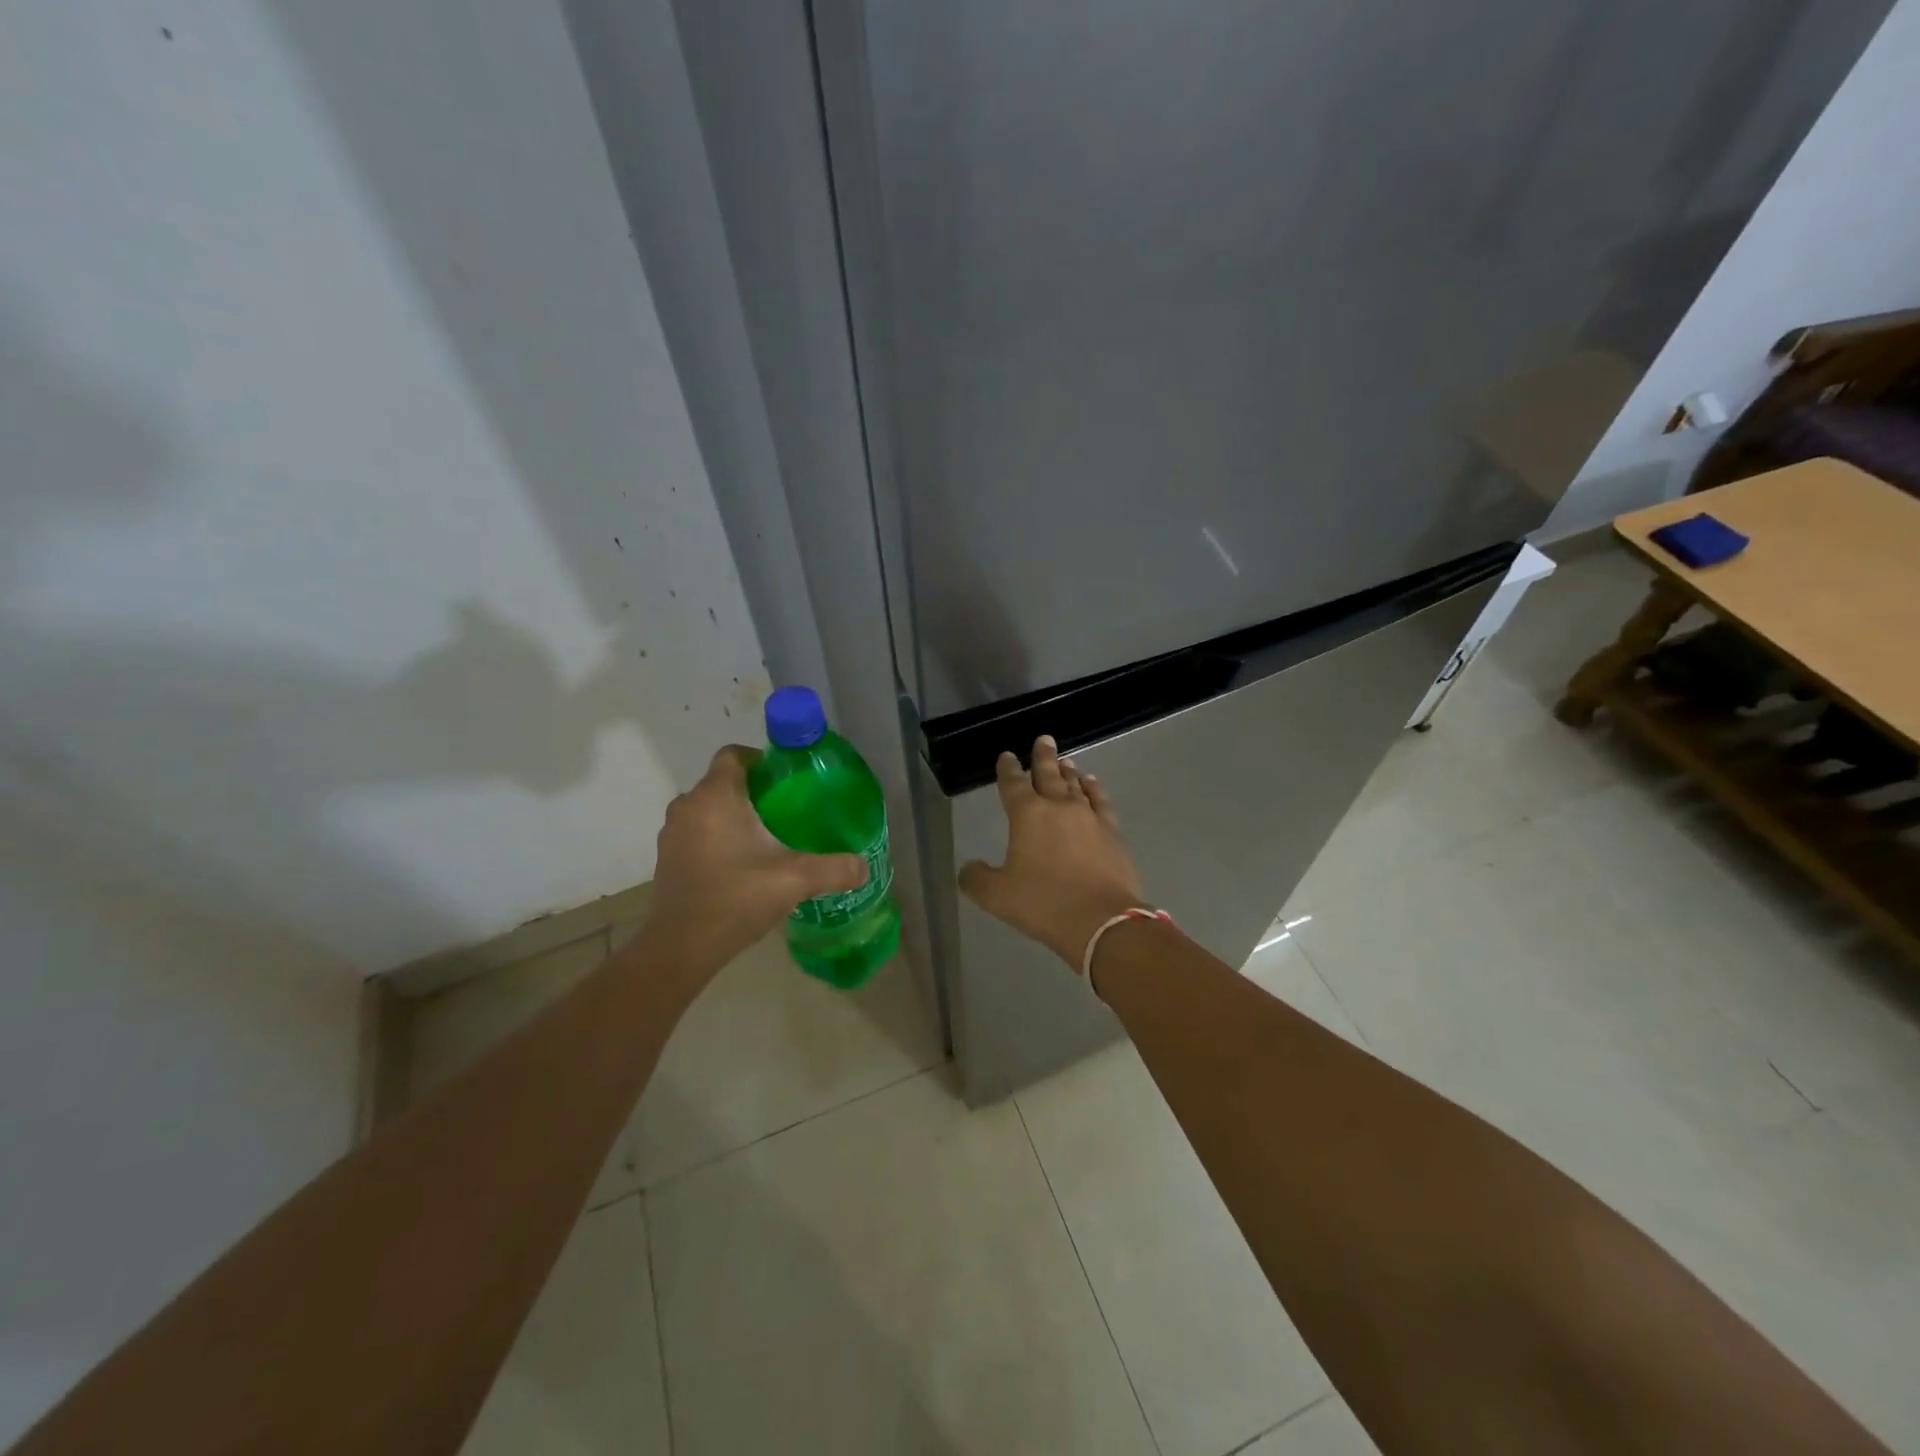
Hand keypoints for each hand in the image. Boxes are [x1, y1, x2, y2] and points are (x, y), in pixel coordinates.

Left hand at [639, 745, 867, 979]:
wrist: (681, 947)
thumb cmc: (736, 898)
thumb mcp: (795, 880)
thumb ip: (834, 869)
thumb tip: (864, 867)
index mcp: (716, 796)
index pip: (734, 754)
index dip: (761, 760)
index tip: (786, 780)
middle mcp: (688, 806)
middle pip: (722, 781)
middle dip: (753, 791)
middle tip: (787, 811)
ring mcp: (673, 833)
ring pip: (708, 808)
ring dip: (733, 815)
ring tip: (767, 837)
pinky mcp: (667, 858)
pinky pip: (697, 832)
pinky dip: (717, 837)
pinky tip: (742, 864)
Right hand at [959, 735, 1146, 971]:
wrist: (1102, 920)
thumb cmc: (1043, 904)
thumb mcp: (997, 896)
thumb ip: (976, 879)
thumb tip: (968, 868)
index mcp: (1027, 815)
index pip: (1013, 784)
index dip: (1008, 769)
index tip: (1006, 756)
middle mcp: (1058, 807)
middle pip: (1048, 774)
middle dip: (1042, 757)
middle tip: (1043, 739)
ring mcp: (1089, 817)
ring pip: (1076, 785)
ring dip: (1067, 771)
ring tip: (1065, 761)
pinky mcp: (1111, 832)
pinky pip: (1100, 801)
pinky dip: (1094, 789)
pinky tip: (1092, 785)